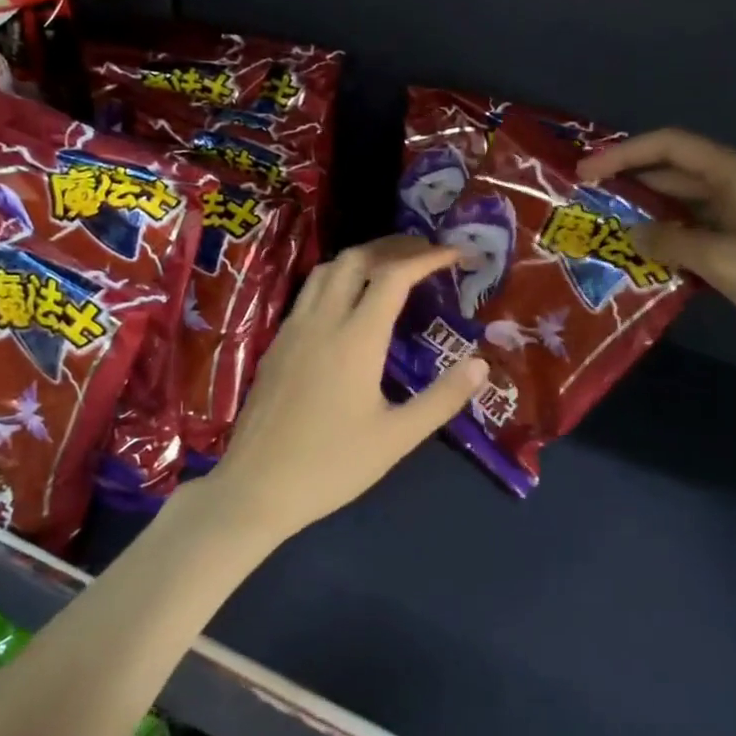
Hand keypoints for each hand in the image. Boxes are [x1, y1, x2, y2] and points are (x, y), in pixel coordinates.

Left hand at [208, 236, 489, 535]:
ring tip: (392, 268)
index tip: (456, 254)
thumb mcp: (396, 438)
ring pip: (327, 270)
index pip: (394, 276)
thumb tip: (480, 364)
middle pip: (357, 259)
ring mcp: (292, 330)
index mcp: (355, 339)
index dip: (428, 257)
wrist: (255, 488)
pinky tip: (350, 305)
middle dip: (395, 247)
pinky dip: (338, 279)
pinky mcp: (276, 345)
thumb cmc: (331, 466)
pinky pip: (309, 293)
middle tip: (426, 253)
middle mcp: (321, 321)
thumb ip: (441, 398)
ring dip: (362, 258)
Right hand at [578, 129, 735, 367]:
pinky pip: (707, 227)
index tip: (585, 174)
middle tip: (591, 207)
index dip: (623, 155)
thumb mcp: (721, 259)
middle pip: (677, 172)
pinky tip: (655, 258)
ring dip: (653, 215)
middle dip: (633, 185)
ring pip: (691, 203)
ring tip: (612, 234)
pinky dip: (678, 237)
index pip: (669, 146)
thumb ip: (669, 242)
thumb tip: (631, 234)